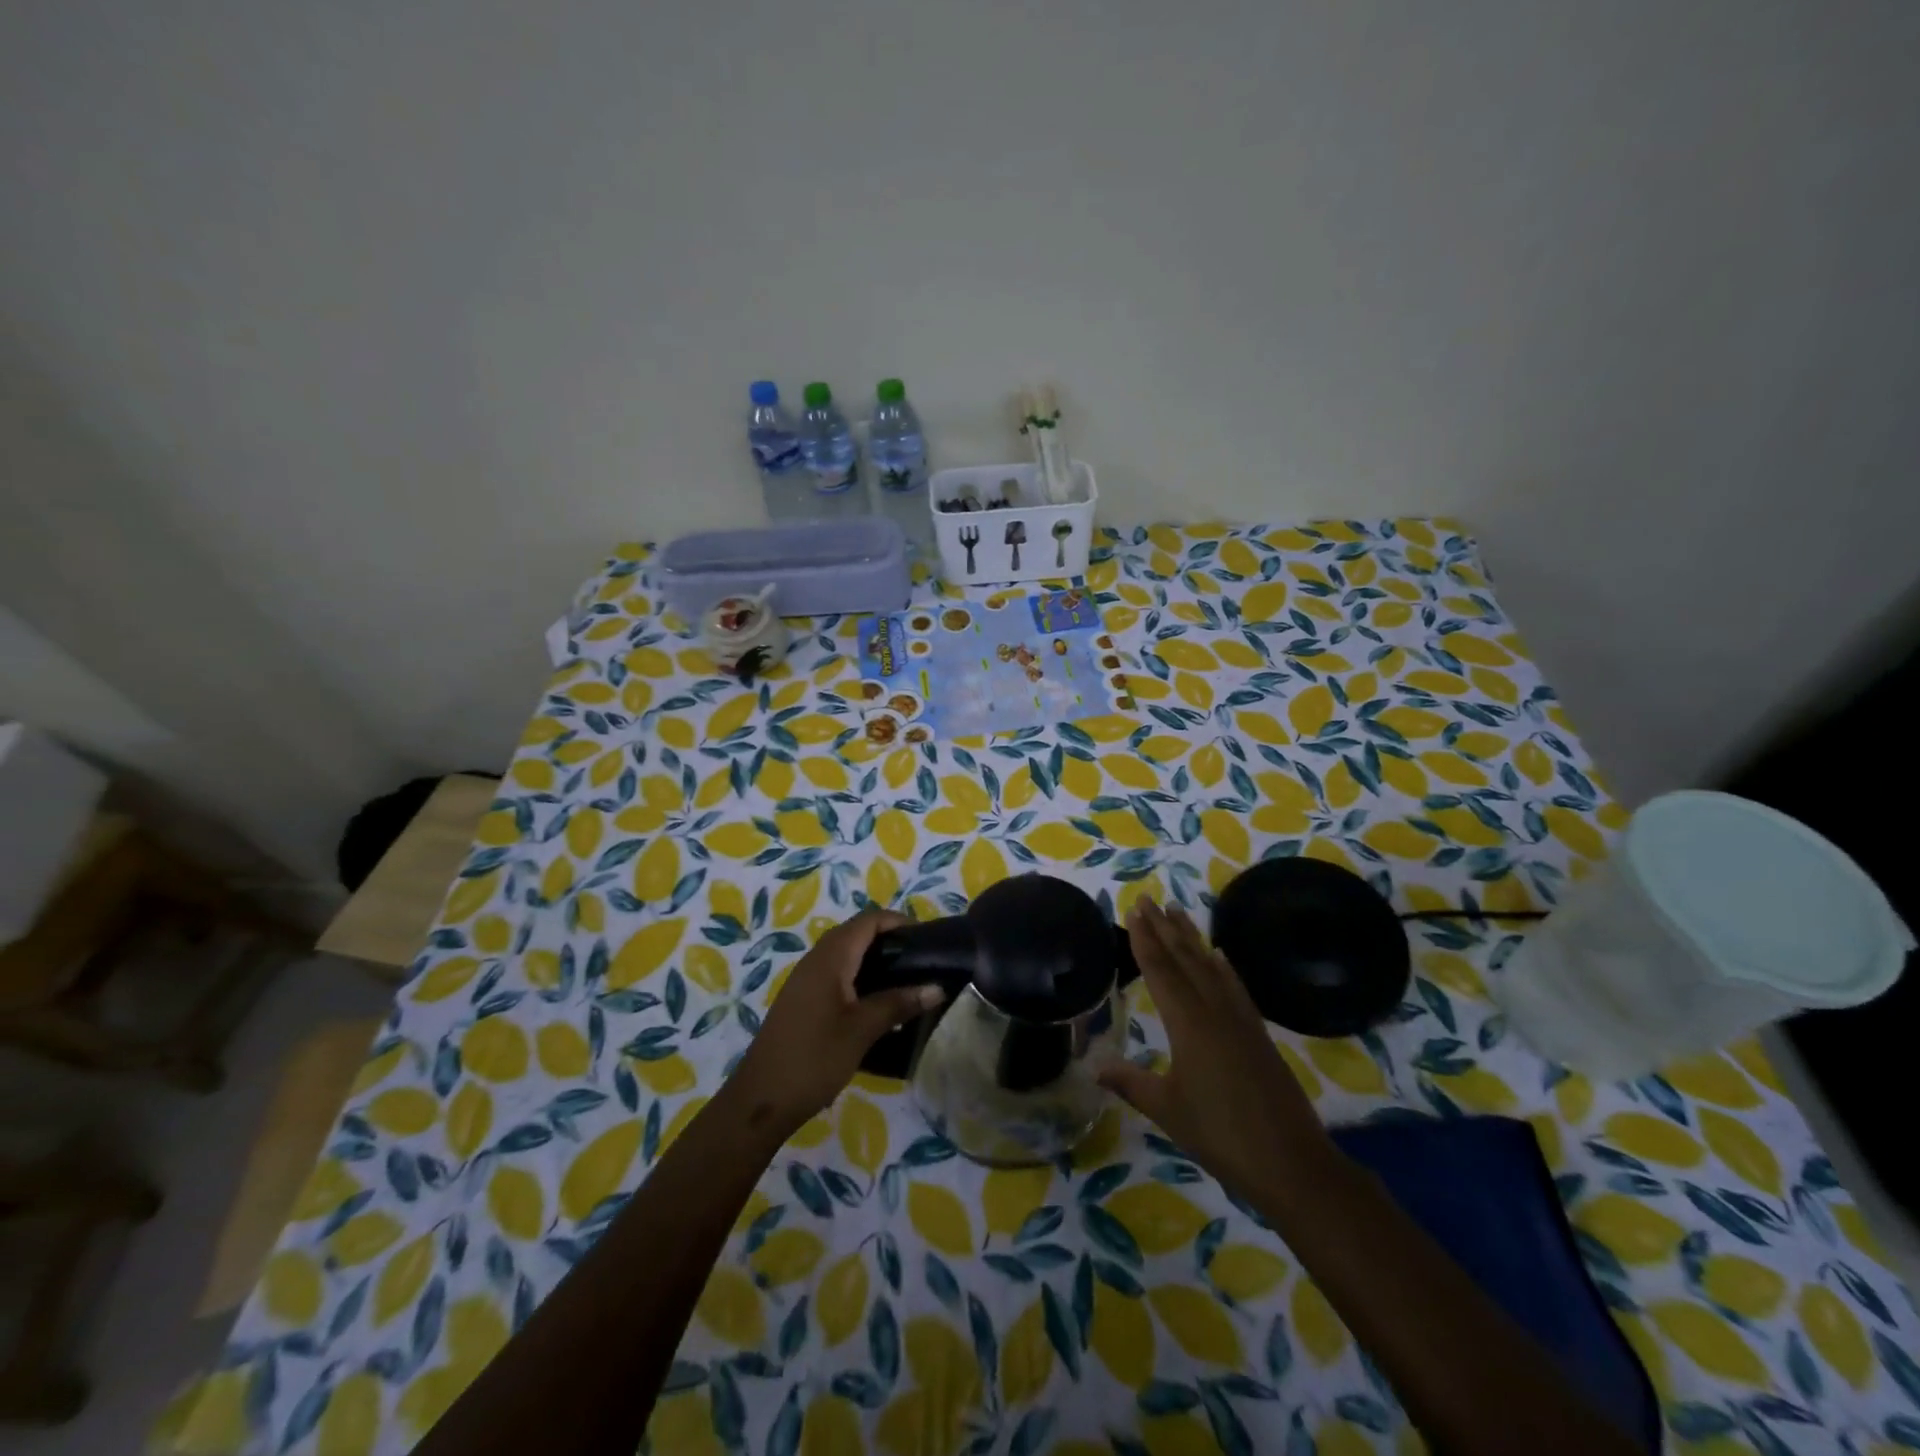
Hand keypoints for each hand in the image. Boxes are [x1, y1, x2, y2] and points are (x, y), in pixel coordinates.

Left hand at [728, 909, 942, 1134]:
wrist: (761, 1100)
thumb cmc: (814, 1058)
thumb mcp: (862, 1030)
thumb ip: (899, 1003)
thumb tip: (937, 987)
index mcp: (830, 958)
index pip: (869, 920)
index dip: (898, 922)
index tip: (927, 939)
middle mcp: (816, 960)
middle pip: (857, 933)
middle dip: (890, 940)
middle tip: (921, 961)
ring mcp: (806, 980)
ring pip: (846, 955)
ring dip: (875, 960)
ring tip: (906, 981)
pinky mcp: (803, 1000)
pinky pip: (837, 974)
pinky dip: (861, 977)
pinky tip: (878, 1004)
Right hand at [1099, 899, 1331, 1202]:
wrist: (1291, 1162)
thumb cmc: (1220, 1134)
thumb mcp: (1166, 1109)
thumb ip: (1130, 1082)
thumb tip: (1093, 1066)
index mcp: (1188, 1023)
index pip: (1160, 969)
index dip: (1144, 938)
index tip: (1134, 909)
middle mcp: (1214, 1010)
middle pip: (1185, 958)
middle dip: (1164, 927)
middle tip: (1149, 899)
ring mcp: (1240, 1019)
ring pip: (1210, 966)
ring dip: (1191, 938)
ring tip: (1177, 912)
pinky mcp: (1258, 1032)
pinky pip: (1235, 986)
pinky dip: (1223, 966)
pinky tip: (1219, 955)